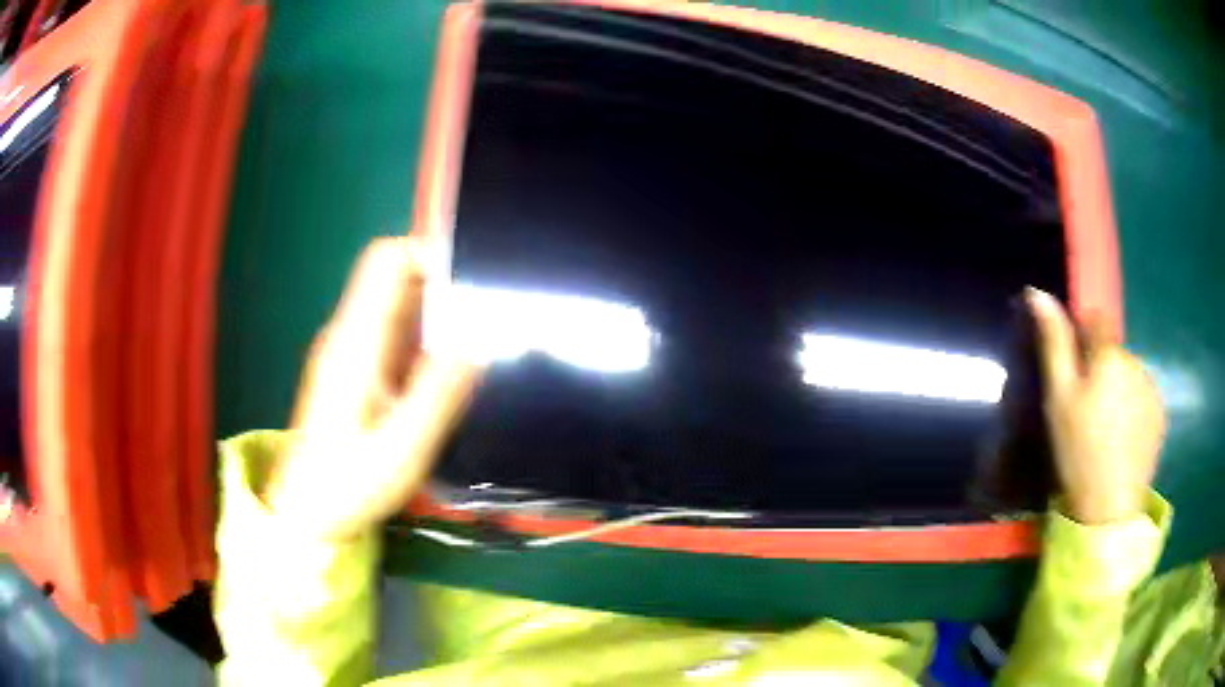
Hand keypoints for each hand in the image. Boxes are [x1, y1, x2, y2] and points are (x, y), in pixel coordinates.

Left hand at [264, 237, 480, 540]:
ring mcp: (352, 353)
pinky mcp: (357, 372)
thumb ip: (438, 394)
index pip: (385, 262)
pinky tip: (451, 373)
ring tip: (480, 345)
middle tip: (489, 320)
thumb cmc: (348, 484)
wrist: (307, 512)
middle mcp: (351, 335)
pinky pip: (396, 337)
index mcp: (355, 342)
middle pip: (396, 279)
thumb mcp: (402, 448)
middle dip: (444, 287)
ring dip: (440, 316)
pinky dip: (427, 342)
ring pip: (400, 308)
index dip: (428, 253)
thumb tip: (477, 342)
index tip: (474, 279)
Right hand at [1026, 288, 1164, 524]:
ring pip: (1129, 375)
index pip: (1095, 320)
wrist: (1109, 507)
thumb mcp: (1058, 399)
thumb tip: (1037, 292)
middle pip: (1114, 351)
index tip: (1073, 371)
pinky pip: (1143, 398)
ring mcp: (1151, 388)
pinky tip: (1123, 440)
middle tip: (1087, 411)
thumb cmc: (1079, 451)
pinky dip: (1133, 409)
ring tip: (1106, 431)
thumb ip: (1054, 344)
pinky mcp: (1160, 414)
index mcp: (1109, 353)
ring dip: (1118, 390)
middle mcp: (1135, 360)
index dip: (1082, 338)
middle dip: (1101, 369)